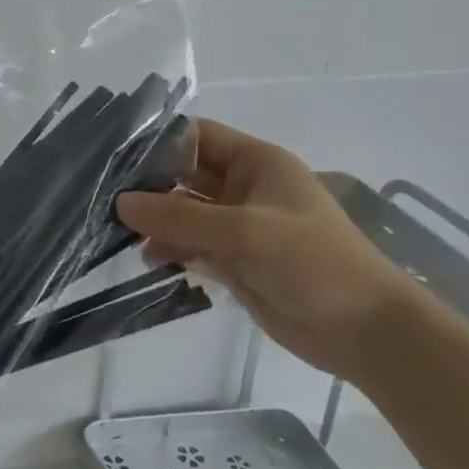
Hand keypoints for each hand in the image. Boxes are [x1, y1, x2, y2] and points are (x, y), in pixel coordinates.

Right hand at [117, 120, 418, 380]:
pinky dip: (169, 250)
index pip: (196, 136)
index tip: (113, 155)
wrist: (367, 333)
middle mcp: (244, 188)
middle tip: (101, 195)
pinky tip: (146, 259)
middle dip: (147, 184)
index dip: (157, 141)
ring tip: (115, 231)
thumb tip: (121, 204)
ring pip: (184, 213)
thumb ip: (180, 218)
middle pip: (184, 174)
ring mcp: (239, 226)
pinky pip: (191, 246)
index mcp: (256, 163)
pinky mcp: (235, 261)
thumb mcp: (245, 232)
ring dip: (154, 221)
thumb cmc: (313, 263)